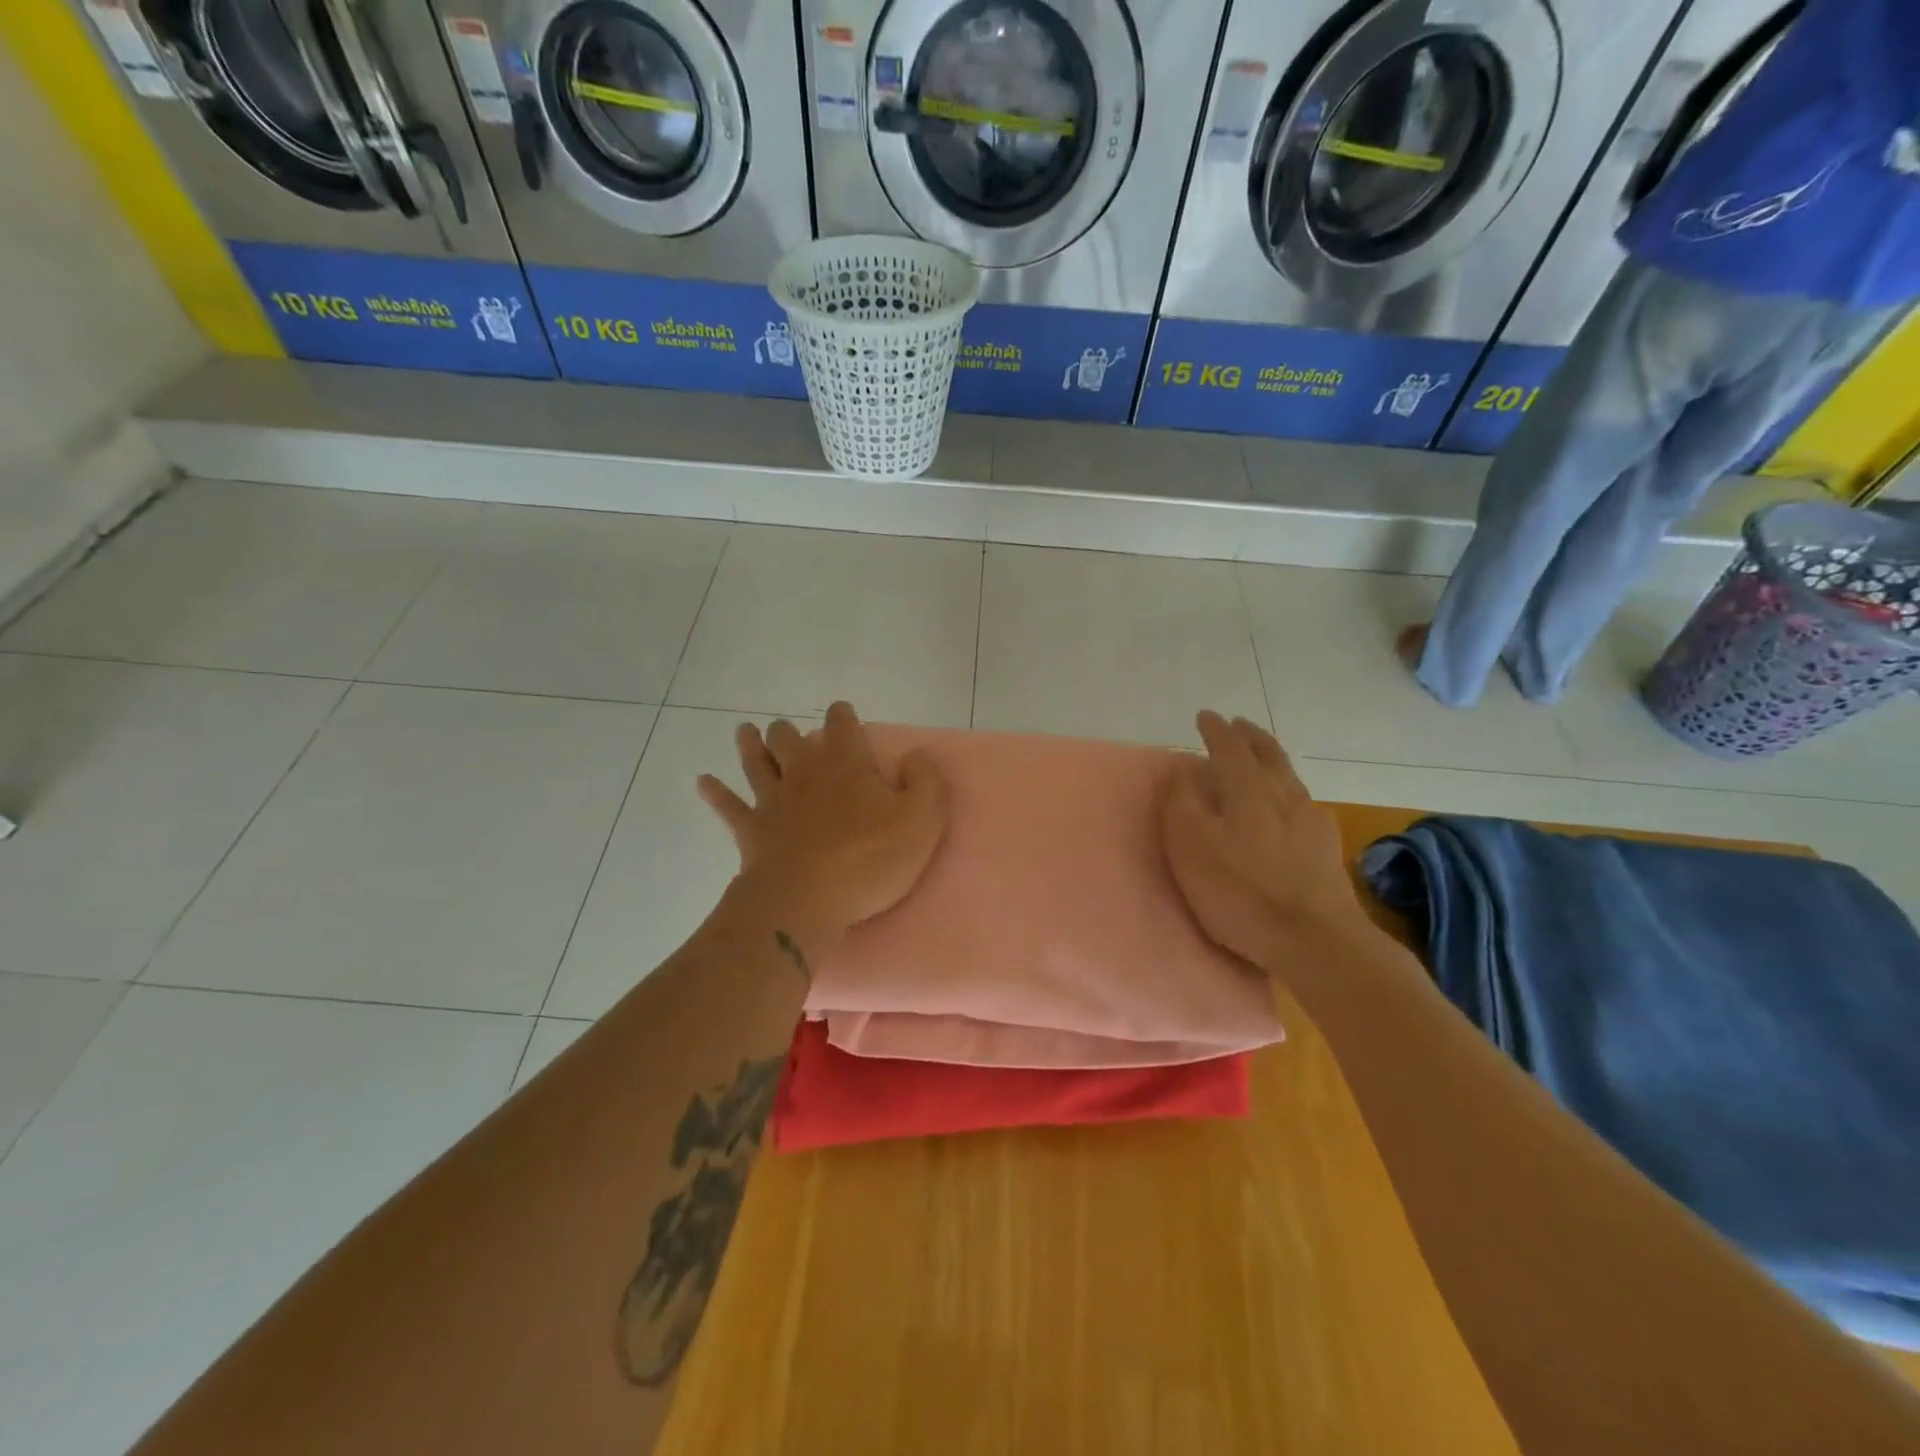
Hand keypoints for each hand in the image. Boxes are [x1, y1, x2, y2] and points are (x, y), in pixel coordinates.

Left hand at [698, 702, 948, 961]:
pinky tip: (703, 781)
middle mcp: (805, 772)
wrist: (806, 900)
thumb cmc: (869, 859)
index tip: (842, 712)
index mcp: (845, 764)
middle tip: (788, 729)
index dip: (843, 716)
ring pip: (757, 762)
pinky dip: (715, 792)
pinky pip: (728, 805)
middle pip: (791, 738)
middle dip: (791, 730)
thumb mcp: (922, 820)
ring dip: (750, 745)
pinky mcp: (751, 830)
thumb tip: (916, 756)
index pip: (842, 725)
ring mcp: (773, 800)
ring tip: (745, 731)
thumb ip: (925, 781)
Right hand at [1162, 712, 1365, 970]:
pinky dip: (1289, 790)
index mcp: (1247, 789)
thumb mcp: (1192, 847)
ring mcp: (1311, 820)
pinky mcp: (1327, 848)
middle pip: (1268, 754)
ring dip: (1271, 759)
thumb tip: (1185, 768)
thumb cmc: (1241, 892)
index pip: (1229, 747)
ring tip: (1260, 757)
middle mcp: (1284, 794)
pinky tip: (1290, 804)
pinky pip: (1304, 803)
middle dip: (1250, 736)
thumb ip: (1184, 802)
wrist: (1317, 941)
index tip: (1205, 716)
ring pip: (1289, 776)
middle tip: (1238, 725)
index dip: (1215, 730)